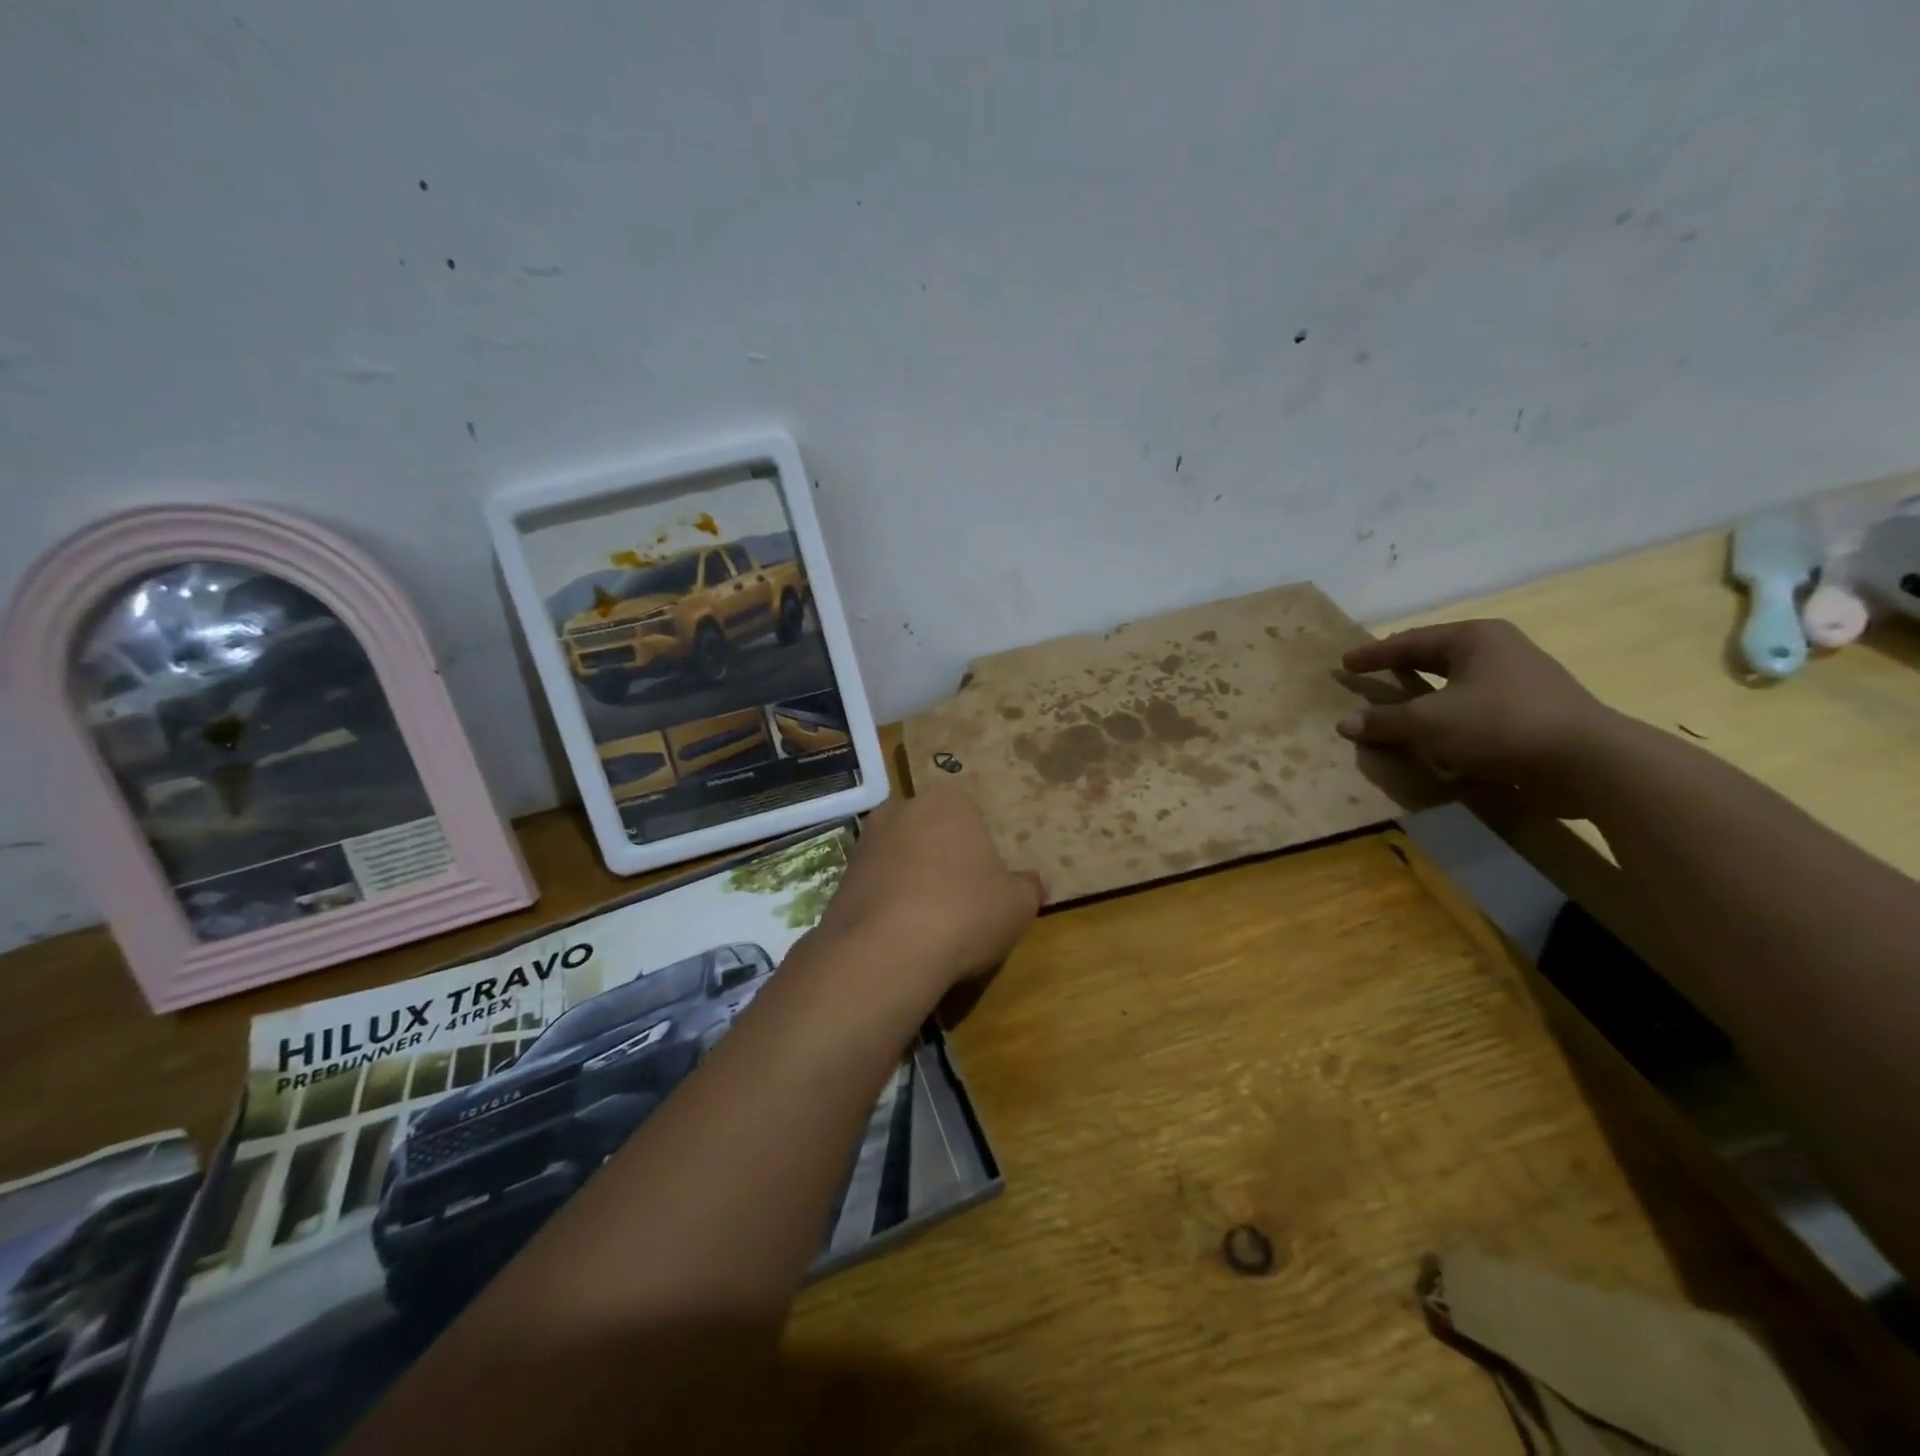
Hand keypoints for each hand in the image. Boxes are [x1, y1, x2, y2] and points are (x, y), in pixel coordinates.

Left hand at [812, 785, 1044, 992]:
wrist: (886, 949)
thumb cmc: (964, 912)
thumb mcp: (1016, 905)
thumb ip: (1028, 888)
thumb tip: (1038, 881)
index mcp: (949, 802)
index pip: (970, 817)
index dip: (978, 852)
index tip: (984, 885)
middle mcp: (902, 809)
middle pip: (930, 832)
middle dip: (941, 859)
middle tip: (958, 901)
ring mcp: (866, 840)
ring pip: (899, 856)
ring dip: (910, 880)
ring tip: (926, 923)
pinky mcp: (840, 875)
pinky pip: (874, 884)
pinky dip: (886, 902)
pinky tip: (897, 934)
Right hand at [1336, 619, 1618, 808]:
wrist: (1588, 762)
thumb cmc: (1499, 725)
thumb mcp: (1428, 723)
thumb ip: (1384, 721)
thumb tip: (1344, 723)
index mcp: (1474, 638)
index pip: (1410, 641)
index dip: (1374, 654)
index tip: (1345, 662)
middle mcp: (1500, 650)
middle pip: (1437, 656)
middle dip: (1403, 666)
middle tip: (1373, 674)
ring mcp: (1522, 679)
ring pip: (1459, 681)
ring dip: (1427, 693)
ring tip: (1401, 703)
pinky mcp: (1534, 711)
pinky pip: (1477, 705)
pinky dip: (1450, 714)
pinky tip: (1439, 732)